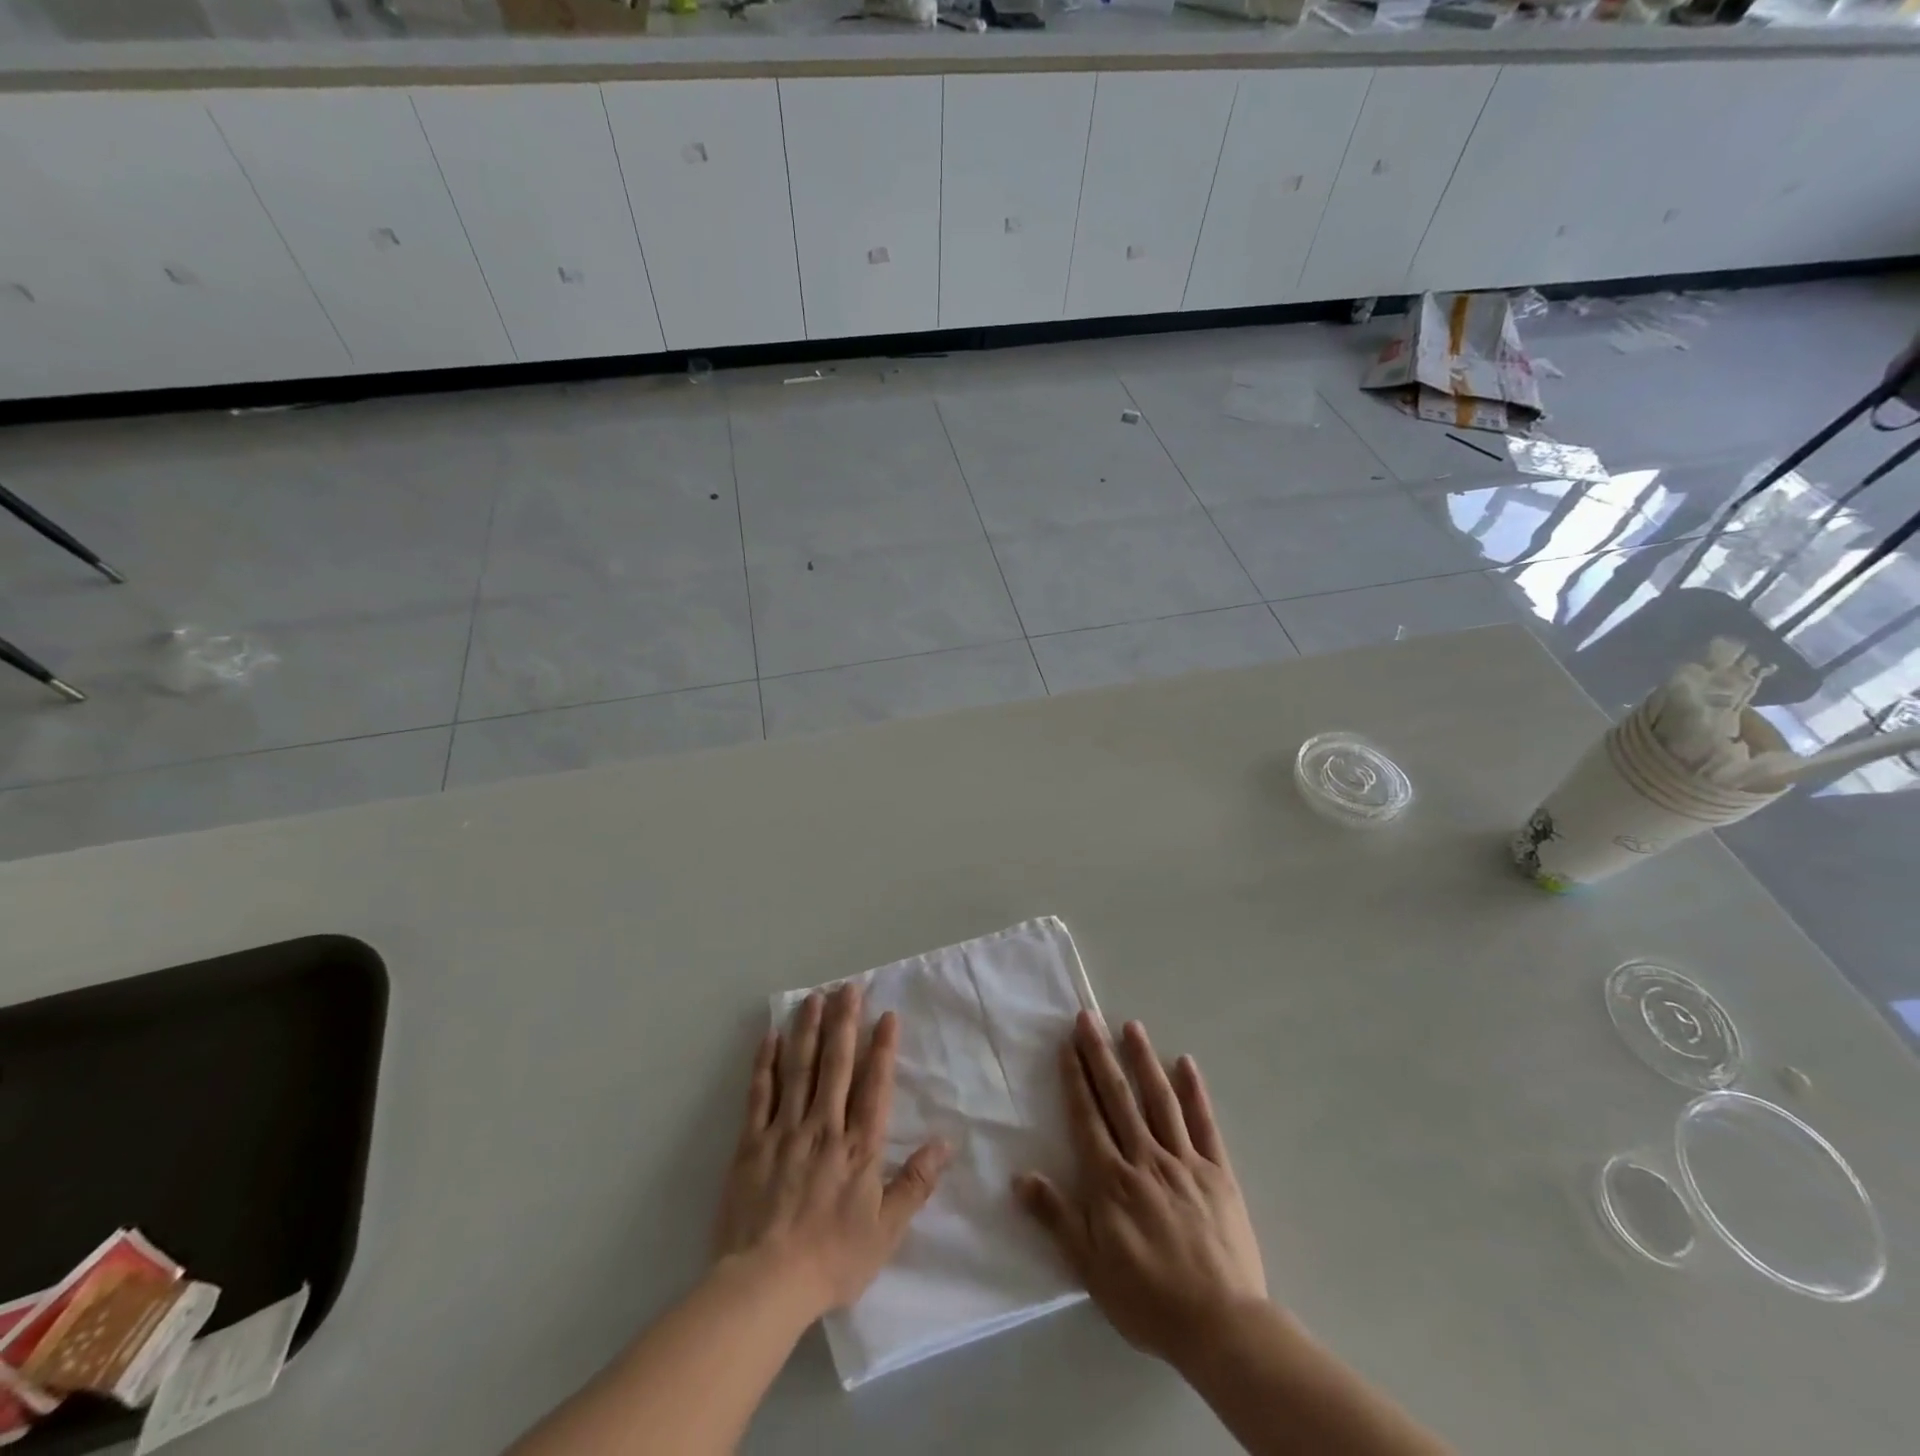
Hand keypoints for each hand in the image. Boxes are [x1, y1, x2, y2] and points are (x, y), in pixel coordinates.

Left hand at [712, 983, 950, 1318]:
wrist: (765, 1284)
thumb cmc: (832, 1259)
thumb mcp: (886, 1231)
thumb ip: (915, 1183)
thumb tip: (946, 1143)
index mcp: (858, 1147)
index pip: (874, 1085)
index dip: (882, 1048)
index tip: (886, 1015)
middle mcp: (824, 1127)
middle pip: (836, 1064)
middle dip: (844, 1022)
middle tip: (848, 987)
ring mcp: (785, 1130)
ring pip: (799, 1068)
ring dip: (808, 1030)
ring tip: (814, 997)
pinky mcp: (751, 1142)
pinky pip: (760, 1094)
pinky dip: (765, 1063)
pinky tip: (770, 1037)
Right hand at [1015, 1012, 1266, 1363]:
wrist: (1222, 1327)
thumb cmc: (1148, 1299)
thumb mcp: (1091, 1267)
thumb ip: (1057, 1217)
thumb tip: (1019, 1177)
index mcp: (1112, 1180)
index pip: (1088, 1117)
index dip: (1075, 1078)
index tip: (1068, 1045)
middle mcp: (1145, 1158)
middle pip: (1118, 1098)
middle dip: (1100, 1055)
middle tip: (1088, 1018)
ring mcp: (1184, 1161)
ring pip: (1160, 1100)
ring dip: (1143, 1060)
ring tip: (1132, 1026)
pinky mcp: (1218, 1173)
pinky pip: (1205, 1124)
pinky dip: (1196, 1092)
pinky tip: (1187, 1064)